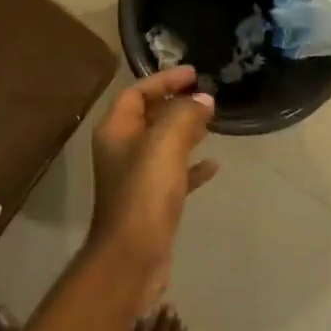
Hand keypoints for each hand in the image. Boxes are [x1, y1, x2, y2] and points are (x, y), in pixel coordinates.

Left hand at [89, 67, 218, 291]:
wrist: (133, 256)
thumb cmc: (144, 194)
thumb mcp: (164, 145)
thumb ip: (184, 115)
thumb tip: (202, 99)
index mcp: (116, 131)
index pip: (136, 93)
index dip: (163, 80)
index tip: (193, 74)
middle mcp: (121, 150)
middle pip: (148, 116)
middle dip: (175, 103)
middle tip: (206, 95)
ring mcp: (136, 177)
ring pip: (162, 144)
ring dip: (185, 131)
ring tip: (212, 121)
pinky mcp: (152, 202)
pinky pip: (174, 174)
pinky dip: (192, 166)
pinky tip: (214, 165)